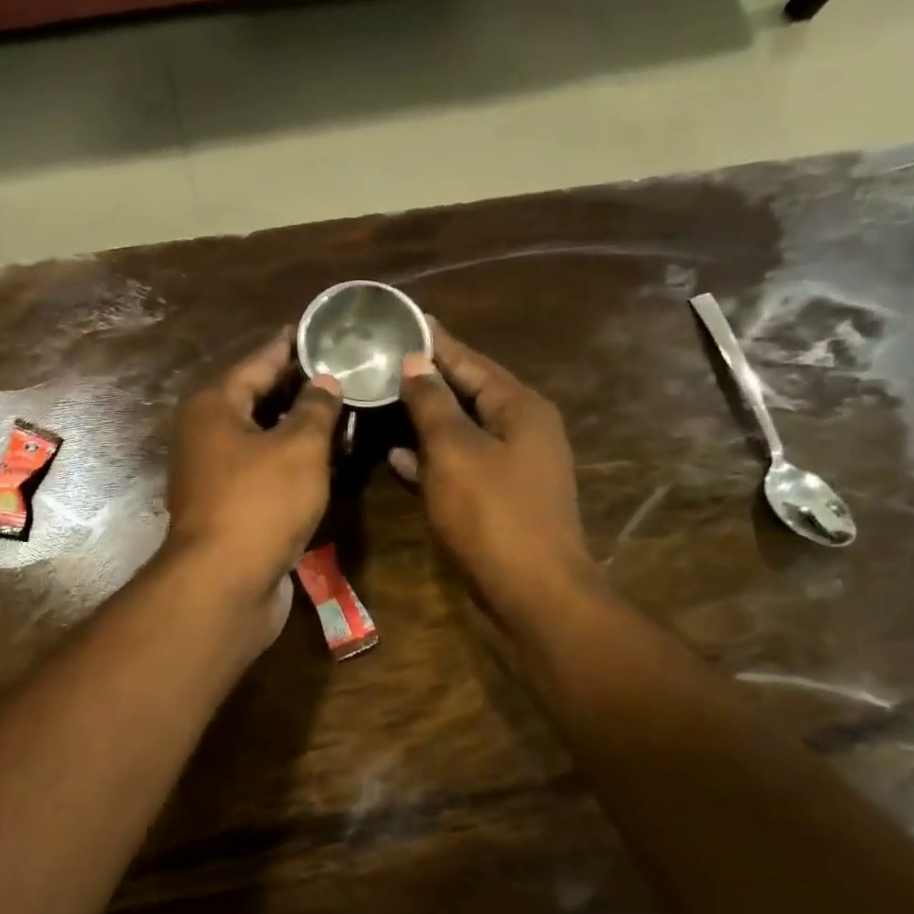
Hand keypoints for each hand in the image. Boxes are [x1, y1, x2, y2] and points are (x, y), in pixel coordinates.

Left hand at [164, 330, 342, 605]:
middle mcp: (206, 434)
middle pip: (257, 398)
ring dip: (298, 426)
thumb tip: (325, 381)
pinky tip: (326, 458)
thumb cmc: (260, 503)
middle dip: (299, 386)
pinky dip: (291, 461)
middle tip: (342, 368)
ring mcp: (214, 473)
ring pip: (262, 437)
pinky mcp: (228, 506)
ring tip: (342, 407)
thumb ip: (316, 408)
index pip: (259, 362)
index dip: (291, 345)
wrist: (224, 584)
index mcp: (214, 406)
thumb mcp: (299, 448)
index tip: (319, 328)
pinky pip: (264, 470)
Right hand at [394, 323, 599, 625]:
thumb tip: (414, 364)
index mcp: (520, 407)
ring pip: (460, 431)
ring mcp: (512, 467)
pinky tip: (397, 456)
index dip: (434, 342)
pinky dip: (430, 458)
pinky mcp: (498, 499)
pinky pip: (459, 465)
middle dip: (425, 379)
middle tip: (381, 360)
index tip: (402, 321)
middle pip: (467, 393)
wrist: (532, 593)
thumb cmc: (493, 514)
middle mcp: (521, 430)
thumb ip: (432, 404)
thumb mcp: (455, 451)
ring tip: (381, 400)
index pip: (470, 361)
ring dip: (424, 419)